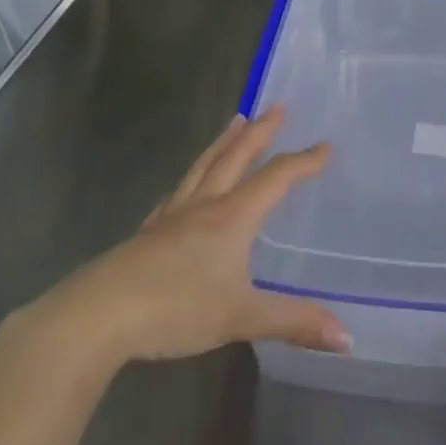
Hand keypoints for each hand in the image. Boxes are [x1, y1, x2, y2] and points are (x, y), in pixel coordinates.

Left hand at [10, 108, 347, 377]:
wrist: (97, 315)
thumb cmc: (175, 309)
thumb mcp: (242, 317)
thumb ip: (294, 322)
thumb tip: (348, 338)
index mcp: (231, 218)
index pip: (275, 178)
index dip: (303, 161)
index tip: (325, 145)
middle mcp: (203, 206)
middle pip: (235, 158)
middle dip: (260, 132)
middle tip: (277, 106)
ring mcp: (172, 217)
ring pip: (203, 167)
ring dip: (223, 143)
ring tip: (235, 121)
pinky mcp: (147, 234)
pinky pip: (177, 193)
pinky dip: (191, 178)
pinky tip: (186, 185)